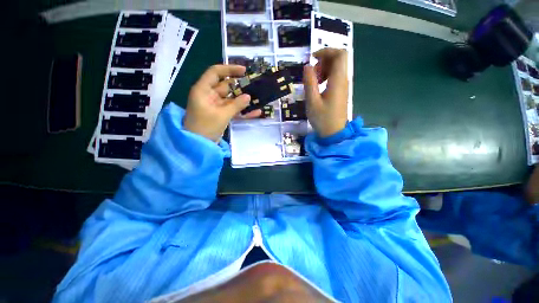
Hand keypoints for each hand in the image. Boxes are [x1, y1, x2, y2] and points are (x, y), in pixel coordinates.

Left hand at [183, 64, 259, 141]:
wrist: (198, 145)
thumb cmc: (205, 127)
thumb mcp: (222, 115)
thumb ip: (236, 105)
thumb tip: (249, 97)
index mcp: (203, 90)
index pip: (215, 73)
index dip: (229, 69)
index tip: (244, 71)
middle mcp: (209, 95)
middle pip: (226, 86)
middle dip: (240, 86)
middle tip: (255, 85)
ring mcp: (216, 106)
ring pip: (231, 99)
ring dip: (243, 99)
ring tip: (258, 97)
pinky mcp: (221, 114)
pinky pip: (233, 110)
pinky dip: (242, 111)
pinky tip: (256, 112)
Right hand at [303, 48, 348, 137]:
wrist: (334, 133)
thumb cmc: (322, 119)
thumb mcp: (312, 101)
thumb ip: (309, 82)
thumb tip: (307, 66)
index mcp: (338, 81)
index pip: (340, 54)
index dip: (327, 51)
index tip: (313, 58)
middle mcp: (343, 80)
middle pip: (339, 59)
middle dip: (324, 60)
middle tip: (312, 73)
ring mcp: (343, 86)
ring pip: (337, 68)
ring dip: (324, 69)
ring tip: (314, 82)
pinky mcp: (341, 92)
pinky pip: (335, 77)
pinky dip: (326, 77)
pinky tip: (318, 87)